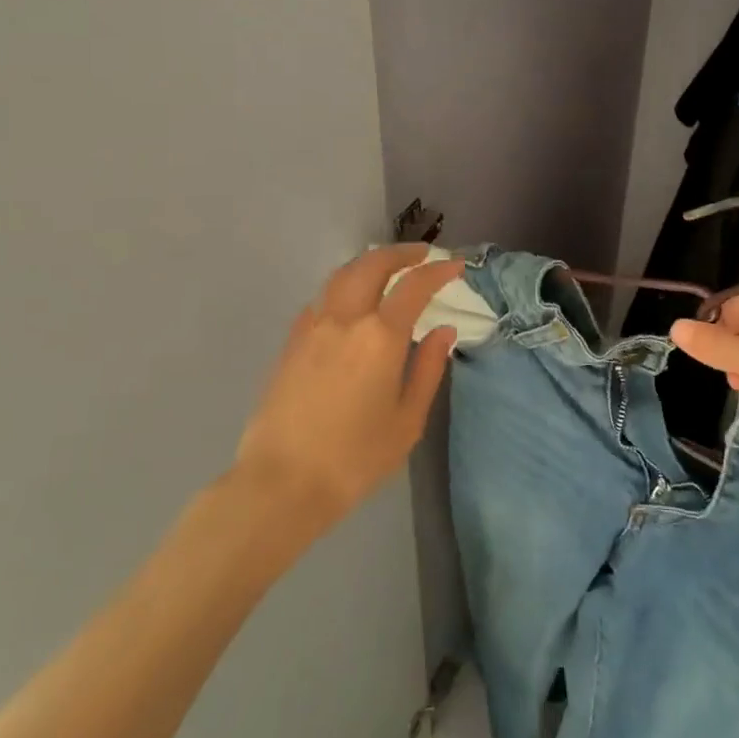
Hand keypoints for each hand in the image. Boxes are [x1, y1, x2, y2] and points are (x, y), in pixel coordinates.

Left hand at [234, 245, 463, 529]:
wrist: (281, 483)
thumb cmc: (354, 459)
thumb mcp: (406, 421)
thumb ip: (428, 369)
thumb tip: (443, 330)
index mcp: (380, 337)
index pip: (414, 286)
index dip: (438, 271)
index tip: (457, 265)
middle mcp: (345, 320)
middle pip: (372, 265)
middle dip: (400, 253)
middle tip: (422, 254)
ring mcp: (312, 328)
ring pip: (341, 276)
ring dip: (368, 264)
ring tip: (387, 269)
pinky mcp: (291, 343)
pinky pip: (320, 300)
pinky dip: (342, 289)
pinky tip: (349, 304)